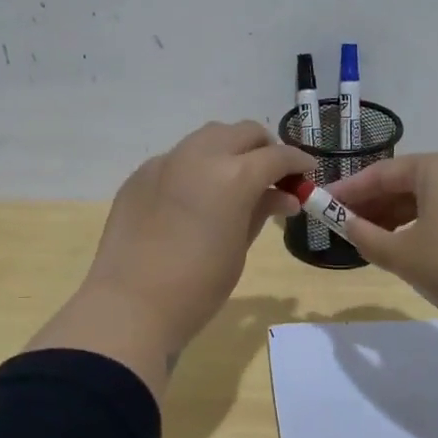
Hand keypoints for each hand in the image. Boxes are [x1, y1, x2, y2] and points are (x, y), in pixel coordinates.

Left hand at [27, 122, 311, 389]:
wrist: (130, 305)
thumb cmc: (198, 287)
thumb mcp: (239, 248)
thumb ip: (262, 211)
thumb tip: (283, 196)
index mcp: (234, 175)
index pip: (277, 155)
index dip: (298, 162)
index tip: (307, 173)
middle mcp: (200, 156)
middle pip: (243, 132)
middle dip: (264, 148)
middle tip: (272, 176)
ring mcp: (166, 161)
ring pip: (208, 137)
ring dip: (229, 149)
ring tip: (234, 180)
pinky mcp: (140, 175)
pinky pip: (178, 157)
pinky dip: (197, 166)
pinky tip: (195, 196)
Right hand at [331, 152, 437, 339]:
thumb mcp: (402, 255)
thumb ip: (366, 236)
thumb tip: (346, 225)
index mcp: (437, 167)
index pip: (380, 173)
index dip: (347, 190)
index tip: (321, 204)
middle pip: (403, 182)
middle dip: (371, 203)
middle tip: (341, 224)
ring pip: (424, 197)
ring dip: (393, 216)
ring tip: (367, 238)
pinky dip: (419, 223)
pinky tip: (404, 244)